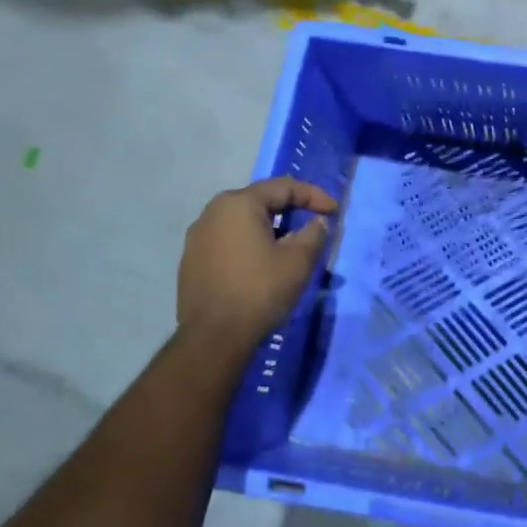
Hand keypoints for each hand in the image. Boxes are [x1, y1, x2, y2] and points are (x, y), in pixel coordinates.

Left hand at [178, 178, 337, 359]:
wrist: (213, 340)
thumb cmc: (259, 291)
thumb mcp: (298, 261)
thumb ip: (314, 233)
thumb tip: (318, 222)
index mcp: (238, 203)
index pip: (283, 187)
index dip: (314, 196)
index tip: (335, 211)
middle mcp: (212, 212)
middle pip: (260, 202)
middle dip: (290, 211)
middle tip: (313, 224)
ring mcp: (197, 238)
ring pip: (242, 223)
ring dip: (269, 229)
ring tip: (289, 246)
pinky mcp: (191, 262)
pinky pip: (227, 242)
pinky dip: (249, 245)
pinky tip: (261, 265)